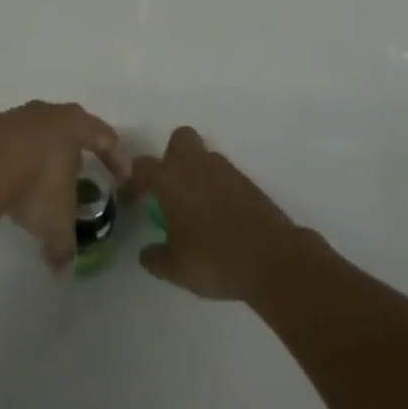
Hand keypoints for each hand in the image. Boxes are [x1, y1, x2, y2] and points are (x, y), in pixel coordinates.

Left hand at [0, 101, 129, 271]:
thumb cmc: (36, 182)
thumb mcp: (56, 221)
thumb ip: (63, 244)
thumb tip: (61, 268)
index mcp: (75, 126)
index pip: (106, 138)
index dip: (118, 159)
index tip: (123, 179)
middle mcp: (48, 113)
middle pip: (70, 130)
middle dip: (76, 156)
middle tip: (79, 178)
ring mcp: (16, 116)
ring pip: (38, 136)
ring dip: (42, 158)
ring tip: (40, 185)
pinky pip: (10, 145)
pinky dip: (15, 162)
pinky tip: (9, 184)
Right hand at [135, 127, 303, 301]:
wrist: (273, 259)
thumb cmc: (215, 259)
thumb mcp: (176, 269)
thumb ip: (155, 258)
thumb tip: (147, 253)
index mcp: (171, 179)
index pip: (142, 166)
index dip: (134, 181)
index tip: (134, 200)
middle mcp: (196, 165)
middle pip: (180, 139)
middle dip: (171, 156)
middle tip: (169, 189)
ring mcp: (226, 171)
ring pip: (204, 157)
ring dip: (196, 173)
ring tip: (196, 208)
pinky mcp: (248, 183)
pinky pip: (224, 176)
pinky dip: (218, 188)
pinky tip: (220, 216)